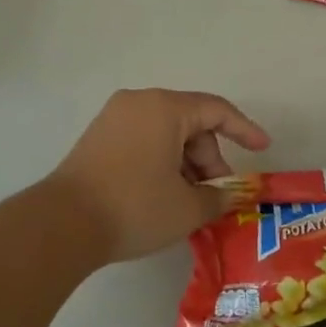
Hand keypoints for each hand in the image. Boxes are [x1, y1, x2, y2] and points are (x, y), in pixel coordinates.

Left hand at [49, 89, 269, 263]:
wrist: (62, 224)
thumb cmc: (134, 207)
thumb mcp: (187, 208)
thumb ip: (219, 198)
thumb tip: (231, 196)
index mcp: (165, 108)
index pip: (216, 110)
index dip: (245, 129)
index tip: (263, 149)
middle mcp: (139, 102)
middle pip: (190, 124)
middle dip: (210, 160)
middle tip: (217, 197)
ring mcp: (114, 118)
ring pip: (166, 134)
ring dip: (186, 165)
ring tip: (190, 204)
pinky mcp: (98, 138)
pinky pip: (143, 141)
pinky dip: (162, 163)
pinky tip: (164, 196)